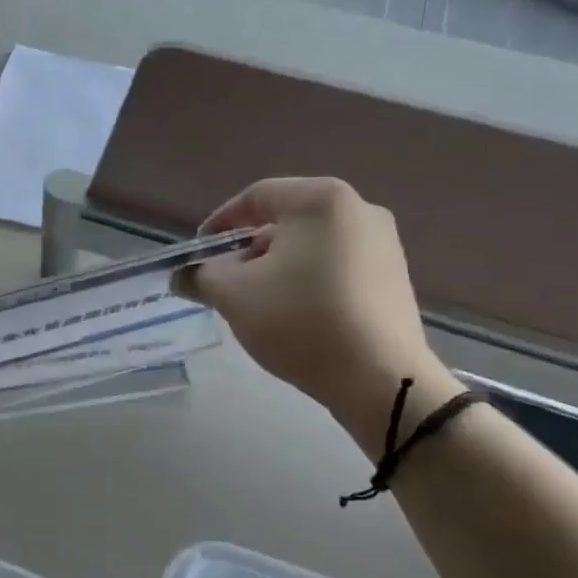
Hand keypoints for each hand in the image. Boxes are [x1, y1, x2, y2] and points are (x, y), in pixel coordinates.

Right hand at [179, 178, 456, 445]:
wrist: (381, 380)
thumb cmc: (300, 320)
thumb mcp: (234, 295)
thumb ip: (201, 276)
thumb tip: (181, 276)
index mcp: (321, 199)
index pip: (255, 197)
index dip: (218, 223)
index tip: (198, 254)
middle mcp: (359, 210)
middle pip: (285, 221)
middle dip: (248, 249)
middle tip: (225, 280)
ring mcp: (384, 244)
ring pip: (312, 245)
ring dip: (277, 267)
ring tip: (257, 302)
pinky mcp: (395, 278)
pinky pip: (338, 267)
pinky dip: (309, 281)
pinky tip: (295, 314)